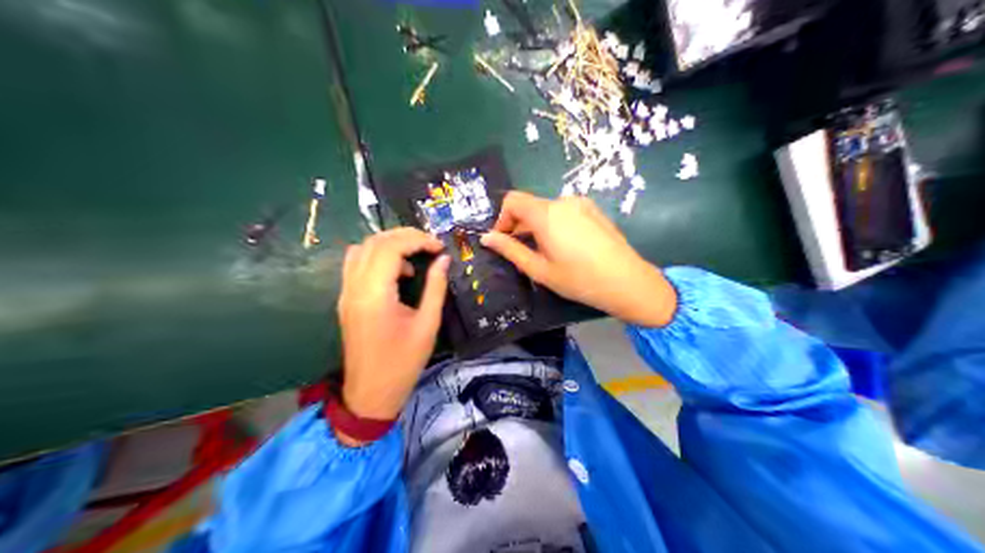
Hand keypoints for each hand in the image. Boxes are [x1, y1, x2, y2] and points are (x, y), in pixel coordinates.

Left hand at [338, 228, 448, 429]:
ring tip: (414, 256)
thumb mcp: (427, 325)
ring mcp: (346, 292)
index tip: (440, 248)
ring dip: (388, 244)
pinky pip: (356, 264)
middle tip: (430, 245)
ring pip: (362, 249)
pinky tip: (397, 273)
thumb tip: (443, 260)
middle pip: (375, 242)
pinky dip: (376, 257)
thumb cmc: (403, 363)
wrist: (371, 393)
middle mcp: (354, 286)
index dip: (418, 240)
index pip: (391, 247)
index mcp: (375, 293)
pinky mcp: (345, 299)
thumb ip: (436, 287)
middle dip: (404, 236)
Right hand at [484, 191, 678, 327]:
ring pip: (548, 210)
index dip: (502, 219)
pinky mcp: (594, 211)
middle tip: (523, 253)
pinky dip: (556, 225)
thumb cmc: (579, 279)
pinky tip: (567, 248)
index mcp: (546, 214)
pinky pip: (565, 212)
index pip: (512, 200)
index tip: (504, 241)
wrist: (627, 281)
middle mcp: (563, 201)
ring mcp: (582, 204)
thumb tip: (486, 238)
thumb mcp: (539, 269)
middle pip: (530, 205)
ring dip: (538, 226)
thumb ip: (511, 250)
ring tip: (547, 254)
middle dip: (520, 226)